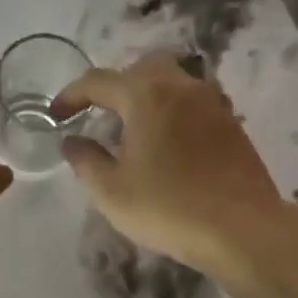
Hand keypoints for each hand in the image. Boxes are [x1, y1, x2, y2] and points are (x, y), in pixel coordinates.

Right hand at [55, 53, 282, 270]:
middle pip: (142, 67)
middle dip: (115, 85)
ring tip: (134, 128)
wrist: (242, 229)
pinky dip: (173, 112)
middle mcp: (182, 87)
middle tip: (99, 113)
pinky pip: (194, 104)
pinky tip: (168, 143)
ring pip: (174, 81)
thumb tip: (72, 142)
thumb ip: (86, 161)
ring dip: (148, 95)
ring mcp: (213, 103)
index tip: (55, 116)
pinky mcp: (233, 125)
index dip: (71, 95)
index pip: (98, 81)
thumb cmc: (168, 208)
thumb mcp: (111, 191)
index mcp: (146, 95)